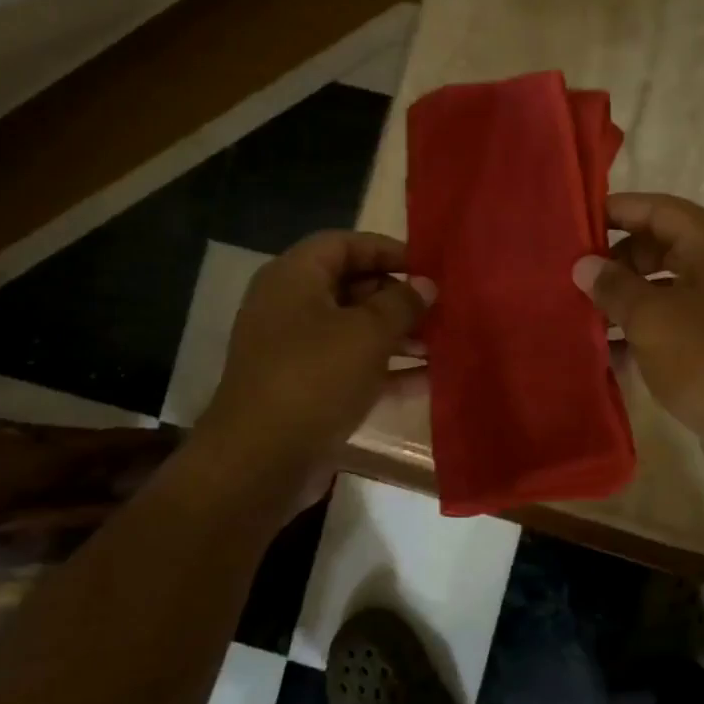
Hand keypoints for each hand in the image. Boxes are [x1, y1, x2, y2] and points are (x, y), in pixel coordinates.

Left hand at [205, 231, 431, 474]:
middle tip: (439, 309)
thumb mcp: (368, 333)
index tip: (427, 266)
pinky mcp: (306, 390)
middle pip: (350, 286)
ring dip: (397, 335)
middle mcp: (290, 308)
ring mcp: (296, 351)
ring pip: (355, 330)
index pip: (343, 244)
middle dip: (397, 297)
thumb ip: (402, 304)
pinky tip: (428, 379)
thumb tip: (426, 286)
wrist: (261, 460)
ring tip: (441, 344)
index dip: (386, 249)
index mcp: (294, 278)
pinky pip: (352, 367)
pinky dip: (386, 370)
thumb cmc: (315, 378)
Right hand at [573, 194, 703, 490]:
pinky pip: (671, 323)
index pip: (659, 208)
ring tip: (580, 312)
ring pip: (663, 288)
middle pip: (660, 246)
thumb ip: (613, 286)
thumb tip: (584, 265)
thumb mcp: (651, 317)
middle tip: (574, 275)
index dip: (617, 210)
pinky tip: (606, 350)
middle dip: (617, 259)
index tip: (575, 223)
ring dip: (625, 298)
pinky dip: (642, 330)